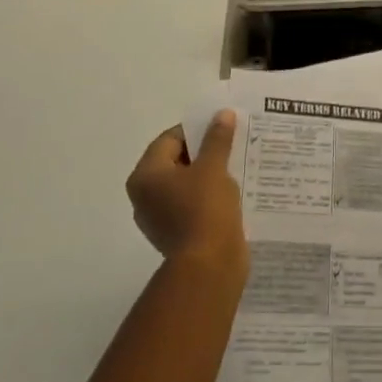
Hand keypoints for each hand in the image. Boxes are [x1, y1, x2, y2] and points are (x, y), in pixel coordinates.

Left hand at [126, 111, 247, 278]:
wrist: (209, 267)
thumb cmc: (205, 209)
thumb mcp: (214, 167)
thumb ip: (217, 138)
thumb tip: (221, 114)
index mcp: (145, 176)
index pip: (170, 139)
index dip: (196, 129)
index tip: (222, 127)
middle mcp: (145, 196)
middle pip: (176, 161)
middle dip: (204, 151)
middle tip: (232, 143)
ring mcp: (159, 217)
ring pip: (185, 184)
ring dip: (208, 174)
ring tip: (236, 165)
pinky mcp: (176, 234)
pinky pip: (191, 204)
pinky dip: (208, 196)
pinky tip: (231, 192)